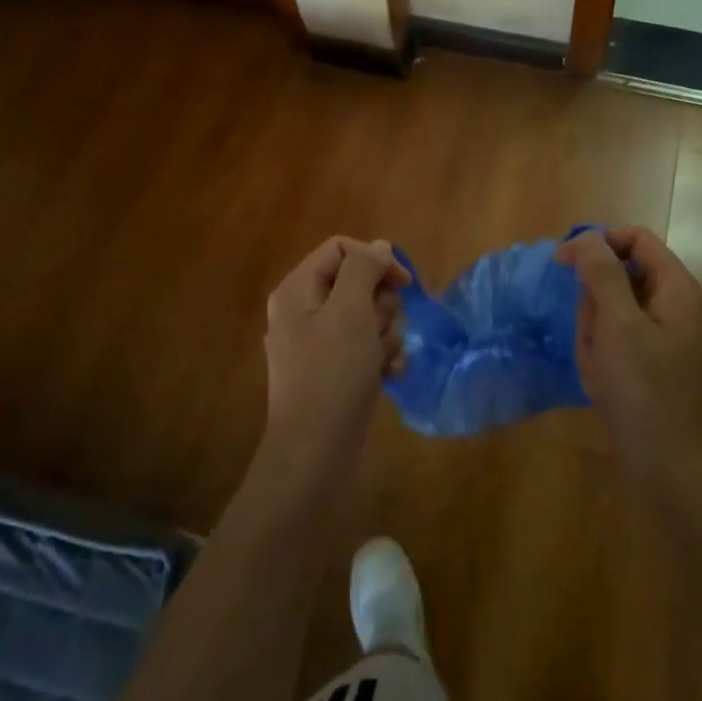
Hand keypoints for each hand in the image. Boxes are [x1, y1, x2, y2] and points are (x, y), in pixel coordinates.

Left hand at [261, 236, 408, 483]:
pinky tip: (388, 375)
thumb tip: (378, 246)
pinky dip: (380, 357)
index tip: (404, 283)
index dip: (375, 260)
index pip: (342, 249)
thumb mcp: (350, 311)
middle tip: (379, 330)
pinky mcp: (332, 370)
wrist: (315, 454)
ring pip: (366, 316)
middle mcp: (303, 311)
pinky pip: (364, 347)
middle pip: (357, 283)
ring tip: (382, 360)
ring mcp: (317, 343)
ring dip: (385, 334)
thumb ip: (364, 269)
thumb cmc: (333, 375)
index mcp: (297, 290)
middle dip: (380, 305)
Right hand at [558, 226, 701, 469]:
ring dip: (594, 330)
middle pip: (623, 274)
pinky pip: (617, 339)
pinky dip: (601, 352)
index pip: (636, 239)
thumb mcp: (618, 324)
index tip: (563, 263)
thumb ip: (603, 274)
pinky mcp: (652, 364)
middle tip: (591, 333)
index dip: (599, 243)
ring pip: (614, 309)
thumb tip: (588, 238)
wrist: (670, 469)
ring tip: (597, 363)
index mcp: (677, 289)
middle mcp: (676, 306)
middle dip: (595, 299)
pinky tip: (600, 380)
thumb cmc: (644, 390)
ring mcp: (665, 337)